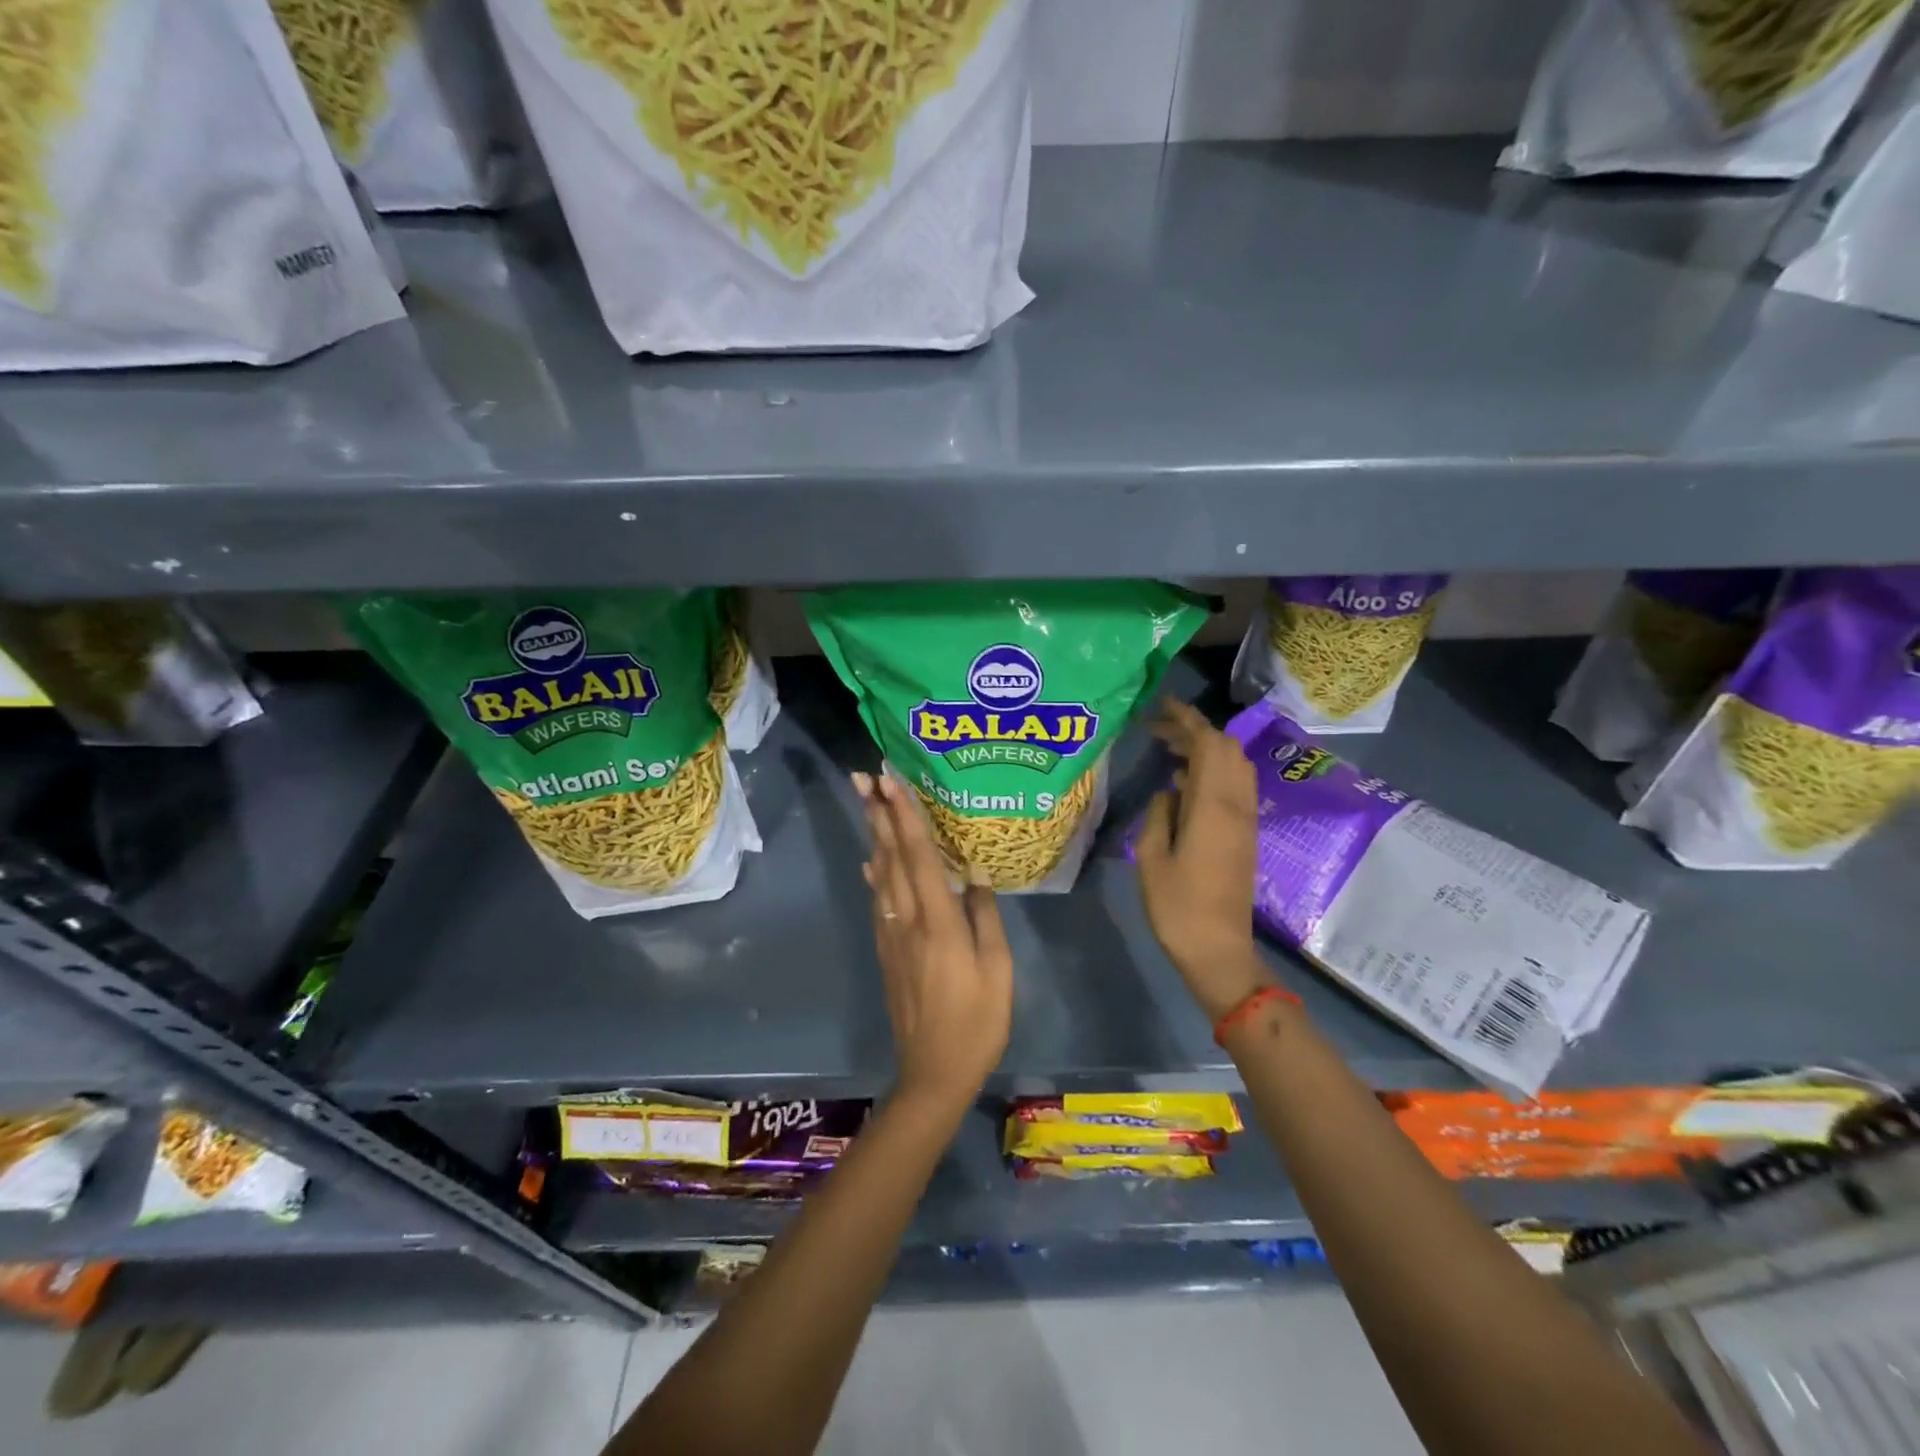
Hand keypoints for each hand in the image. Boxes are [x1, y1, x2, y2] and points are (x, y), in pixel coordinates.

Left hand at [856, 772, 1012, 1114]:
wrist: (933, 1072)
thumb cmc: (977, 1022)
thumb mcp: (998, 970)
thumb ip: (985, 917)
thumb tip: (975, 873)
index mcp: (939, 922)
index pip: (918, 856)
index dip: (904, 816)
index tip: (890, 782)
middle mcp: (907, 920)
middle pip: (890, 857)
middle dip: (878, 814)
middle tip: (862, 777)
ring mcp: (892, 936)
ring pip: (880, 876)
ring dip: (874, 836)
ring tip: (867, 805)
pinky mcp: (887, 952)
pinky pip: (879, 901)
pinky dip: (874, 875)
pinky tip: (871, 862)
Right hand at [1135, 700, 1275, 1021]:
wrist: (1219, 949)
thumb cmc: (1177, 906)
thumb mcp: (1151, 857)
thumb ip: (1159, 814)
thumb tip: (1169, 791)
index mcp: (1213, 806)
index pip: (1208, 744)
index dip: (1187, 719)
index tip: (1161, 706)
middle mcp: (1237, 805)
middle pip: (1227, 748)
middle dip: (1195, 730)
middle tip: (1158, 730)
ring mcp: (1245, 820)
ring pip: (1234, 766)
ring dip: (1206, 749)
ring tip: (1168, 750)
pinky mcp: (1245, 834)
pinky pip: (1234, 786)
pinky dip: (1212, 770)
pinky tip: (1183, 782)